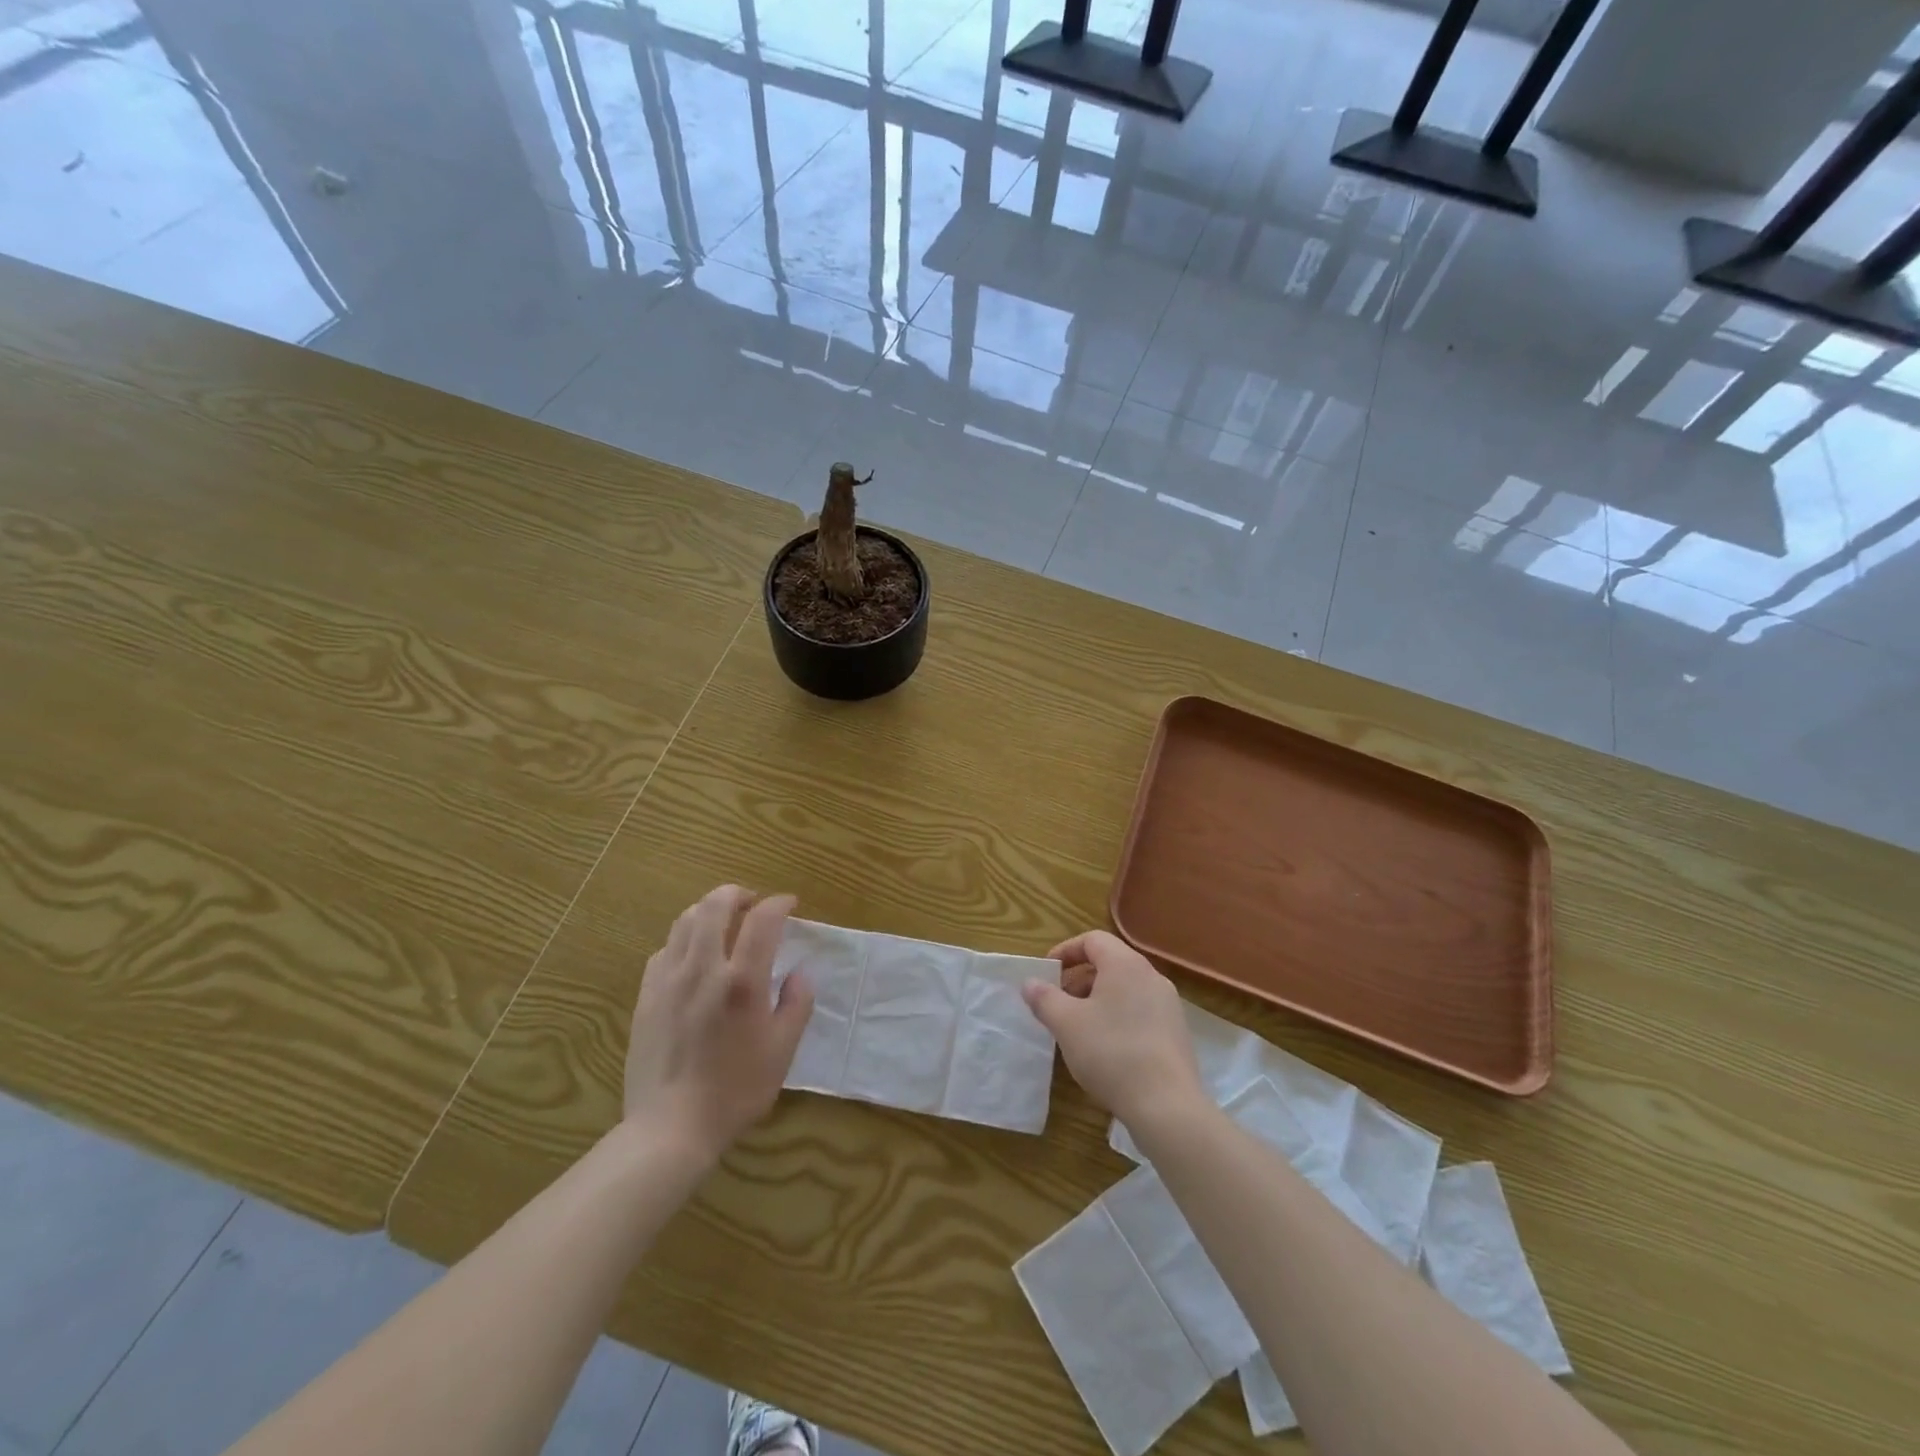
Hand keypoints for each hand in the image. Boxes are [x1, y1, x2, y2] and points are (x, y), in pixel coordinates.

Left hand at [623, 886, 813, 1160]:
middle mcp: (703, 968)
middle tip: (753, 902)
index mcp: (742, 980)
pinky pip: (664, 949)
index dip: (779, 903)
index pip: (763, 919)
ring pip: (684, 920)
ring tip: (723, 922)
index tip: (790, 904)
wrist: (670, 1128)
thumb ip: (796, 1004)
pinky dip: (684, 939)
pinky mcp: (646, 996)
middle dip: (737, 893)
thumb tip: (800, 973)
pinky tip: (693, 957)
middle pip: (715, 905)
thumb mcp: (782, 1051)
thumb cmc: (735, 1091)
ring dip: (708, 910)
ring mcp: (668, 980)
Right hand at [1021, 930, 1203, 1130]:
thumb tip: (1030, 983)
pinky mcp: (1176, 1032)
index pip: (1093, 940)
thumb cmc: (1111, 1053)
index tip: (1047, 973)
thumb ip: (1044, 998)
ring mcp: (1168, 1004)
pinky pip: (1140, 1010)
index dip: (1066, 951)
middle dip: (1079, 979)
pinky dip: (1118, 1017)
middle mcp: (1151, 976)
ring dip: (1097, 1000)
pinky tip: (1107, 1049)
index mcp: (1125, 964)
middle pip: (1110, 963)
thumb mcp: (1066, 1024)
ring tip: (1079, 1029)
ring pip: (1125, 989)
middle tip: (1059, 1004)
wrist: (1167, 1105)